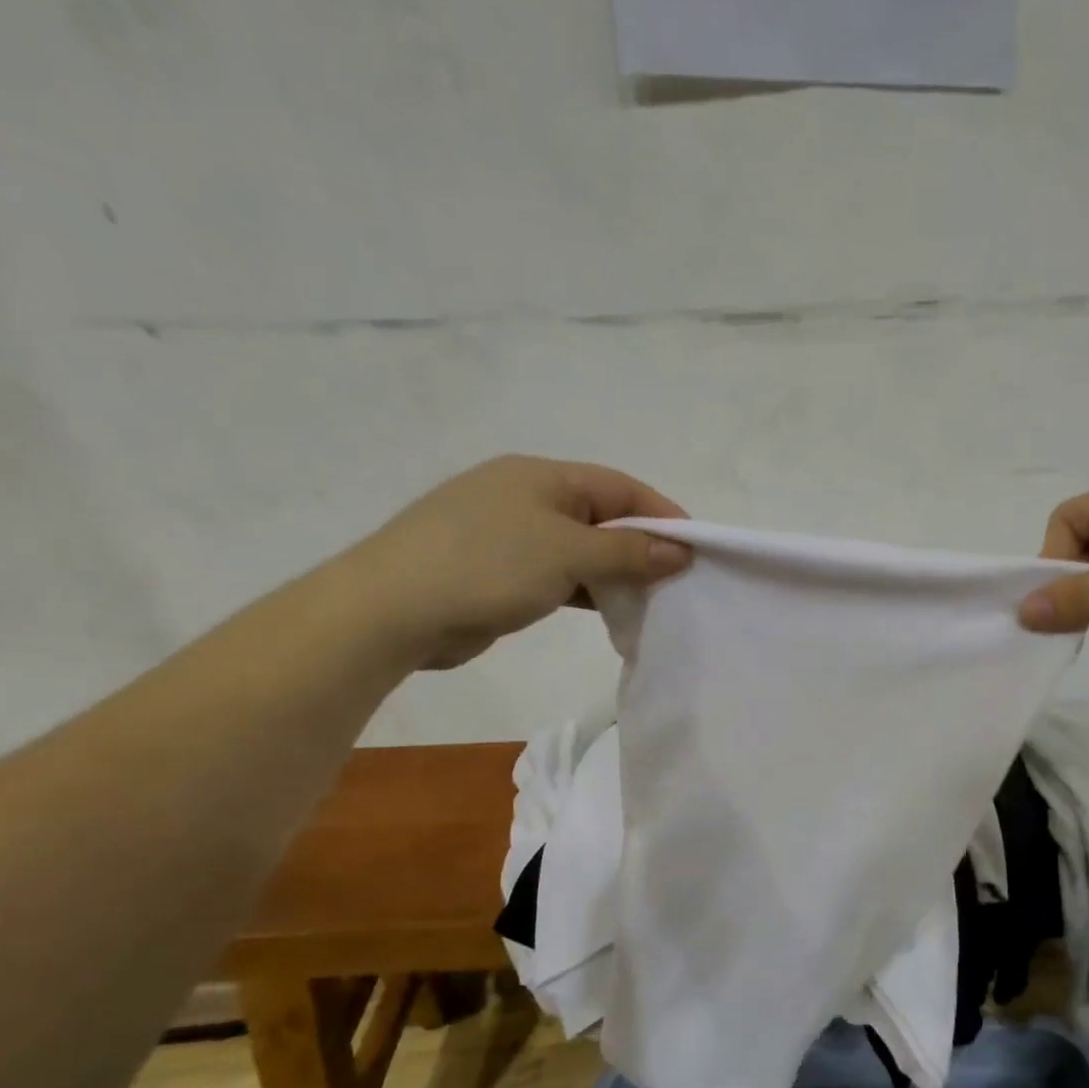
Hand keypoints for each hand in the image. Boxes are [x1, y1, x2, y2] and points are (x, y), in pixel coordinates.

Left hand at [337, 456, 690, 669]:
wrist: (391, 611)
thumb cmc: (486, 566)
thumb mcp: (568, 554)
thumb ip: (629, 552)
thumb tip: (681, 550)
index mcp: (541, 476)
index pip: (619, 486)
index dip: (662, 513)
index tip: (696, 548)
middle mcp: (526, 497)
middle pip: (601, 516)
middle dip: (641, 547)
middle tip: (676, 581)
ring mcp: (508, 535)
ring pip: (580, 549)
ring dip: (615, 573)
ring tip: (650, 601)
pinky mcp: (497, 572)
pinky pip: (557, 575)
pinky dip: (586, 590)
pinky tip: (608, 611)